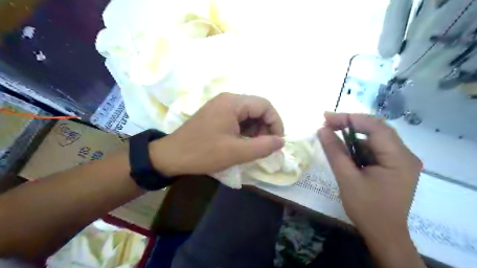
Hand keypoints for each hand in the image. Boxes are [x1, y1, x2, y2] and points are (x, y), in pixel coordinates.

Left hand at [149, 94, 281, 176]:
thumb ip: (263, 146)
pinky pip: (237, 118)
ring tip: (253, 147)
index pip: (265, 105)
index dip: (276, 122)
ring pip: (248, 114)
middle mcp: (228, 99)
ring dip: (255, 130)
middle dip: (265, 127)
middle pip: (257, 108)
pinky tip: (242, 143)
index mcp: (233, 103)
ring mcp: (220, 106)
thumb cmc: (203, 153)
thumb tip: (281, 141)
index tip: (277, 141)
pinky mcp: (216, 114)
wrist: (171, 156)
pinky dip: (245, 130)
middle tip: (264, 146)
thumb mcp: (237, 152)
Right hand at [316, 113, 419, 240]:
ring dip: (353, 135)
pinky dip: (359, 146)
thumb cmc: (366, 208)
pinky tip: (346, 150)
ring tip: (332, 134)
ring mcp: (402, 160)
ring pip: (375, 138)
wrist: (383, 234)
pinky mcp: (395, 166)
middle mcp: (405, 155)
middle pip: (377, 129)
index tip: (326, 117)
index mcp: (399, 158)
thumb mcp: (346, 178)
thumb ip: (335, 151)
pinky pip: (375, 149)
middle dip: (350, 123)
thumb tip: (322, 129)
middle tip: (327, 123)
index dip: (349, 118)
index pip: (374, 127)